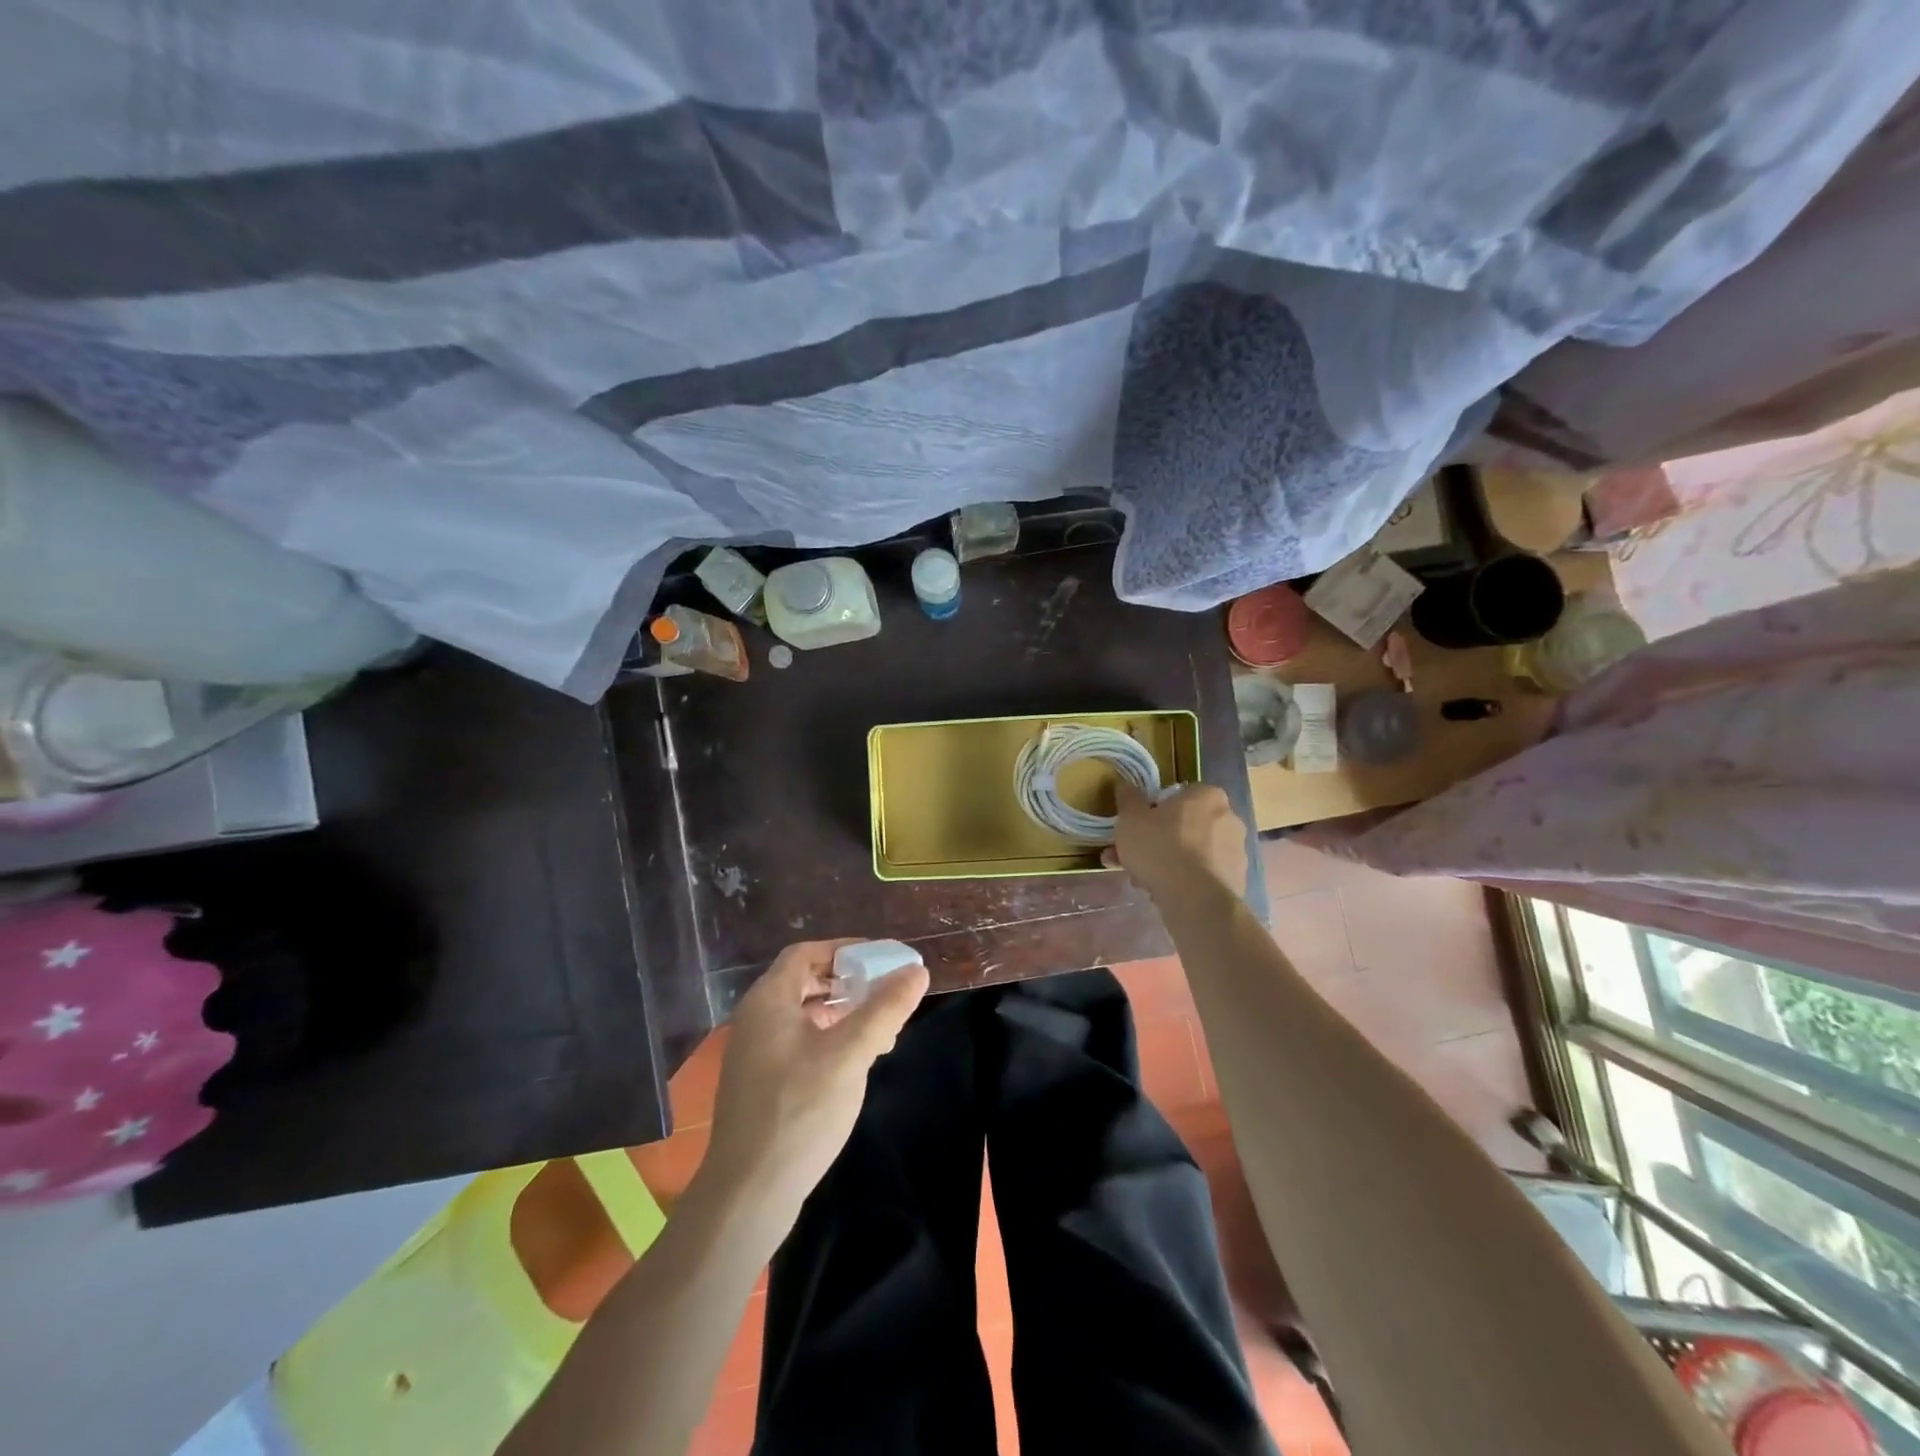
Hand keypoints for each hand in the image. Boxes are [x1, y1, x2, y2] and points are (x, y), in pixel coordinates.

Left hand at [699, 939, 928, 1223]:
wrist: (748, 1194)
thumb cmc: (799, 1111)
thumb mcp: (850, 1053)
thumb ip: (885, 1009)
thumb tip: (916, 971)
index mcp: (769, 1000)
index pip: (806, 953)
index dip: (845, 950)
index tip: (882, 959)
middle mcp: (756, 1019)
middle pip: (805, 981)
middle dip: (848, 982)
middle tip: (886, 991)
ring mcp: (754, 1054)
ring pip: (804, 1015)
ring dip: (842, 1013)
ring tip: (880, 1029)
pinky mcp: (760, 1084)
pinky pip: (798, 1043)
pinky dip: (829, 1039)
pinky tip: (855, 1062)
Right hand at [1106, 782, 1249, 901]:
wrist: (1195, 899)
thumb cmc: (1161, 848)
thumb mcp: (1131, 819)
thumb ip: (1128, 799)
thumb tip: (1125, 785)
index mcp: (1207, 795)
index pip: (1178, 795)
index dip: (1154, 810)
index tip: (1137, 827)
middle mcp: (1229, 818)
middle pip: (1186, 825)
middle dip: (1160, 839)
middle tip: (1134, 855)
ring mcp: (1236, 851)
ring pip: (1194, 852)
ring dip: (1171, 861)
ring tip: (1142, 879)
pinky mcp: (1237, 880)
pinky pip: (1204, 874)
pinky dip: (1186, 880)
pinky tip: (1163, 893)